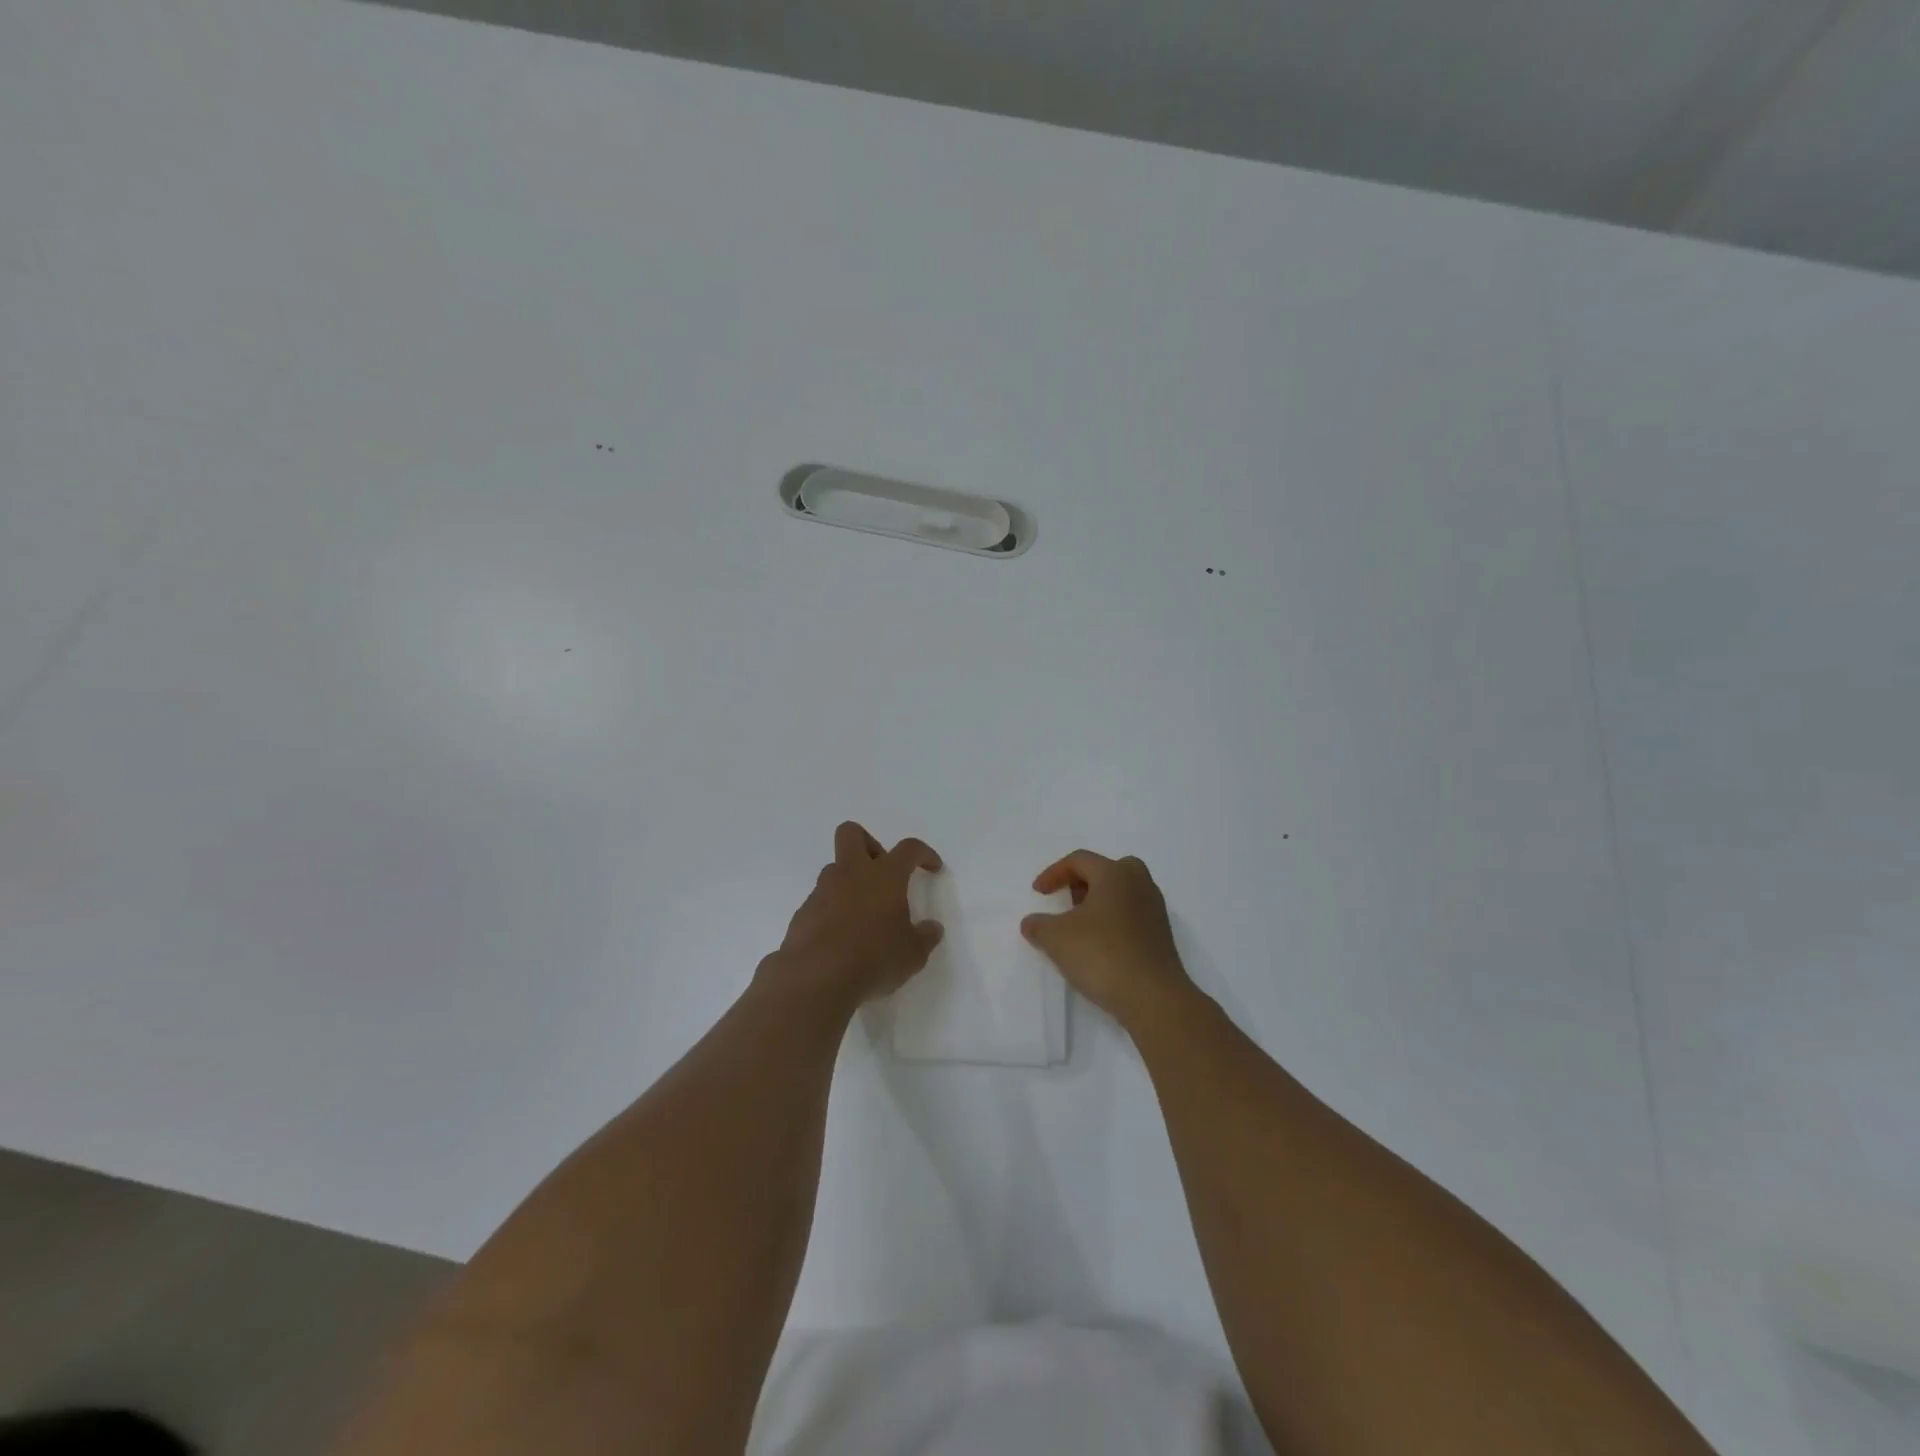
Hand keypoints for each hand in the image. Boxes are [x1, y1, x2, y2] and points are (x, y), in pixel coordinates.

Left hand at [761, 821, 944, 1017]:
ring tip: (863, 915)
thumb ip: (925, 937)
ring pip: (835, 869)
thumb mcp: (912, 954)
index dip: (923, 853)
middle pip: (852, 834)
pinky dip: (833, 910)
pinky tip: (841, 938)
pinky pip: (821, 901)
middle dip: (869, 844)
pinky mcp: (803, 913)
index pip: (908, 849)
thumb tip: (932, 929)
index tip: (932, 868)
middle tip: (882, 873)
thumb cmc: (874, 958)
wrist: (816, 978)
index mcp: (884, 876)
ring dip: (850, 882)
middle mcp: (851, 874)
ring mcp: (822, 891)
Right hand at [1021, 850, 1192, 1030]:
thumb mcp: (1056, 938)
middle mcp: (1139, 884)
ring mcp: (1154, 910)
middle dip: (1083, 882)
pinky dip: (1114, 921)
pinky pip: (1133, 915)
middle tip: (1068, 901)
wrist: (1153, 997)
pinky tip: (1100, 946)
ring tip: (1081, 927)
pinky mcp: (1161, 936)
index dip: (1054, 873)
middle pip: (1108, 869)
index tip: (1038, 894)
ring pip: (1123, 893)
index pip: (1080, 860)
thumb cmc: (1102, 955)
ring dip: (1099, 902)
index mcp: (1115, 874)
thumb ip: (1038, 925)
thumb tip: (1031, 923)